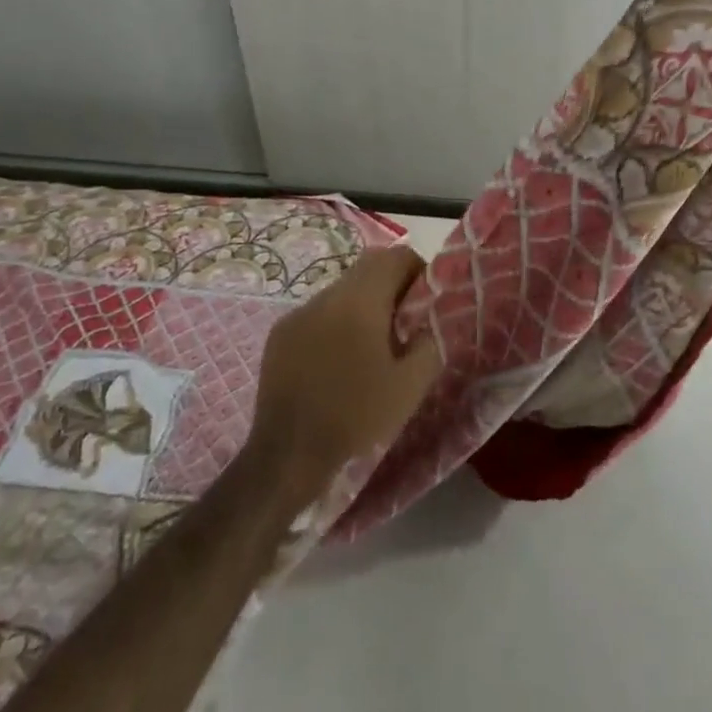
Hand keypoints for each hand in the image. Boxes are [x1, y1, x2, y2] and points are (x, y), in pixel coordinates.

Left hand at [249, 246, 437, 500]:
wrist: (288, 455)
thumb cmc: (356, 416)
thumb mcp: (411, 385)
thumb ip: (430, 341)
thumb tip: (430, 320)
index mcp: (360, 301)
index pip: (396, 256)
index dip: (418, 269)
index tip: (426, 298)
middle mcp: (327, 296)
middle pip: (368, 266)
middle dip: (392, 282)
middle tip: (406, 318)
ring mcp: (299, 313)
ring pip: (342, 288)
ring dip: (363, 301)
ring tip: (373, 341)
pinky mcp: (280, 333)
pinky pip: (318, 311)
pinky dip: (337, 320)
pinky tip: (340, 357)